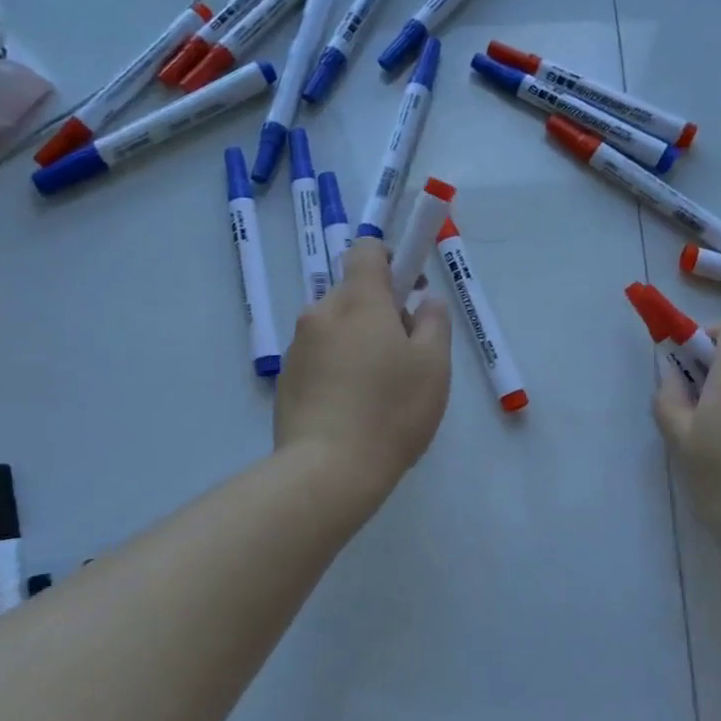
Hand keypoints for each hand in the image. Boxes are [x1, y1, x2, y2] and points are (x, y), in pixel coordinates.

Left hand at [275, 238, 451, 505]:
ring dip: (360, 341)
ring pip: (336, 328)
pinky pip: (320, 358)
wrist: (328, 471)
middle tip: (406, 353)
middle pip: (353, 293)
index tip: (410, 290)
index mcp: (358, 300)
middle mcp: (320, 313)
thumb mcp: (433, 365)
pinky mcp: (286, 381)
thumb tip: (424, 301)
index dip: (392, 258)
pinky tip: (356, 409)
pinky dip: (340, 368)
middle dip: (381, 310)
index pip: (367, 250)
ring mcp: (298, 348)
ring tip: (381, 389)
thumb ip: (434, 321)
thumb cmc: (391, 410)